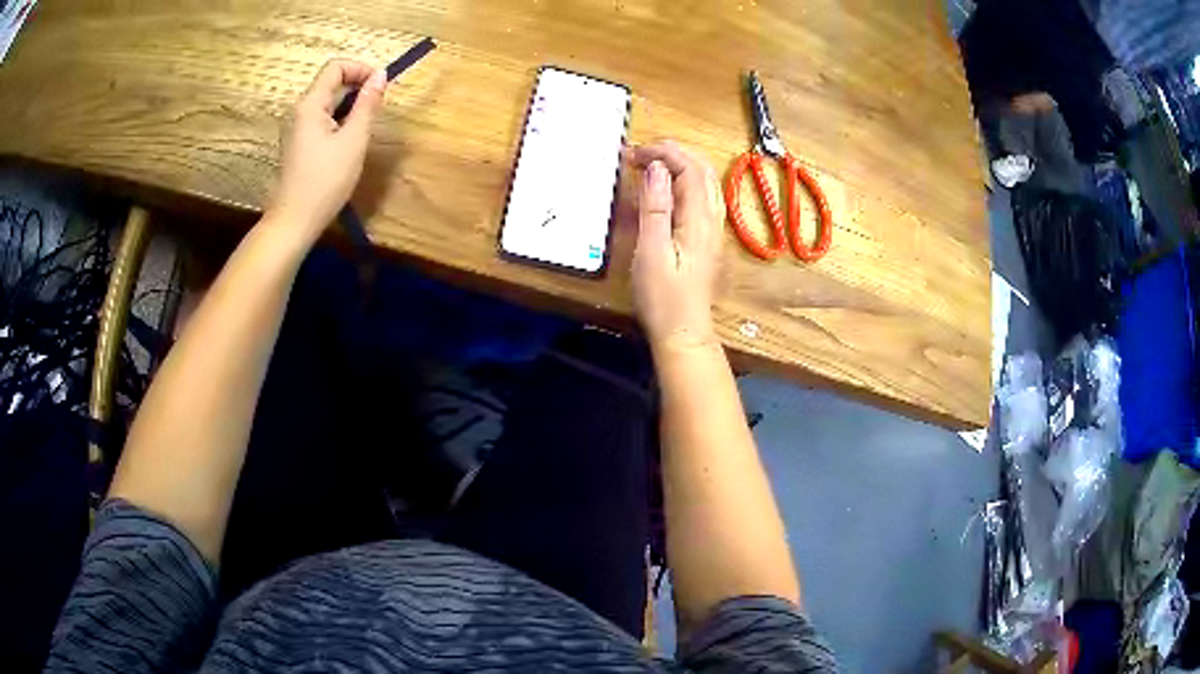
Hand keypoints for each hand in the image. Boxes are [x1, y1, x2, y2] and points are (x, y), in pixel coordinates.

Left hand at [266, 59, 386, 242]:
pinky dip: (338, 120)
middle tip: (377, 109)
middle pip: (330, 82)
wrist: (294, 222)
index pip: (335, 67)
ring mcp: (295, 127)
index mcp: (309, 104)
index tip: (380, 86)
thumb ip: (367, 104)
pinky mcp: (297, 142)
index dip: (360, 69)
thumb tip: (380, 75)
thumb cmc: (325, 181)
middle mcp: (298, 109)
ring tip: (364, 127)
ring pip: (326, 101)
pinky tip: (348, 141)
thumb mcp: (353, 140)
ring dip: (349, 105)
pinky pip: (320, 119)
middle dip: (357, 87)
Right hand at [627, 142, 723, 351]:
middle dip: (671, 153)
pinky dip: (682, 181)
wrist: (683, 332)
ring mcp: (712, 228)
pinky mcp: (706, 237)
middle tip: (637, 153)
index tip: (632, 153)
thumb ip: (655, 208)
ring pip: (703, 181)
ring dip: (678, 164)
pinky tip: (664, 188)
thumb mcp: (651, 251)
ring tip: (648, 162)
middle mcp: (712, 218)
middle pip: (701, 169)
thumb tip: (656, 169)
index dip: (662, 153)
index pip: (689, 168)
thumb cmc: (663, 297)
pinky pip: (700, 196)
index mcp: (699, 218)